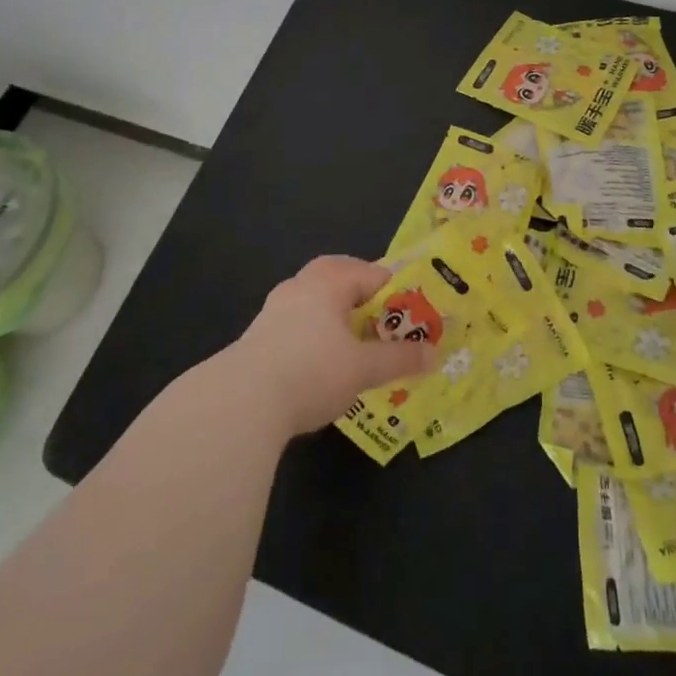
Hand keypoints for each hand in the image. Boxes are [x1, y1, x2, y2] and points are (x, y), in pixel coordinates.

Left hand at [226, 255, 435, 435]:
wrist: (241, 402)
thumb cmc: (312, 371)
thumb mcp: (363, 368)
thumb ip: (399, 359)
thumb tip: (434, 355)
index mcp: (329, 281)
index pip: (372, 273)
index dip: (396, 293)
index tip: (413, 316)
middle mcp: (301, 285)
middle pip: (339, 277)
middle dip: (362, 296)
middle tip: (383, 321)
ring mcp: (275, 308)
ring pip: (315, 300)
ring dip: (336, 314)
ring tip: (355, 342)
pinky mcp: (259, 334)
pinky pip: (298, 321)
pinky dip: (315, 332)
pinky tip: (321, 361)